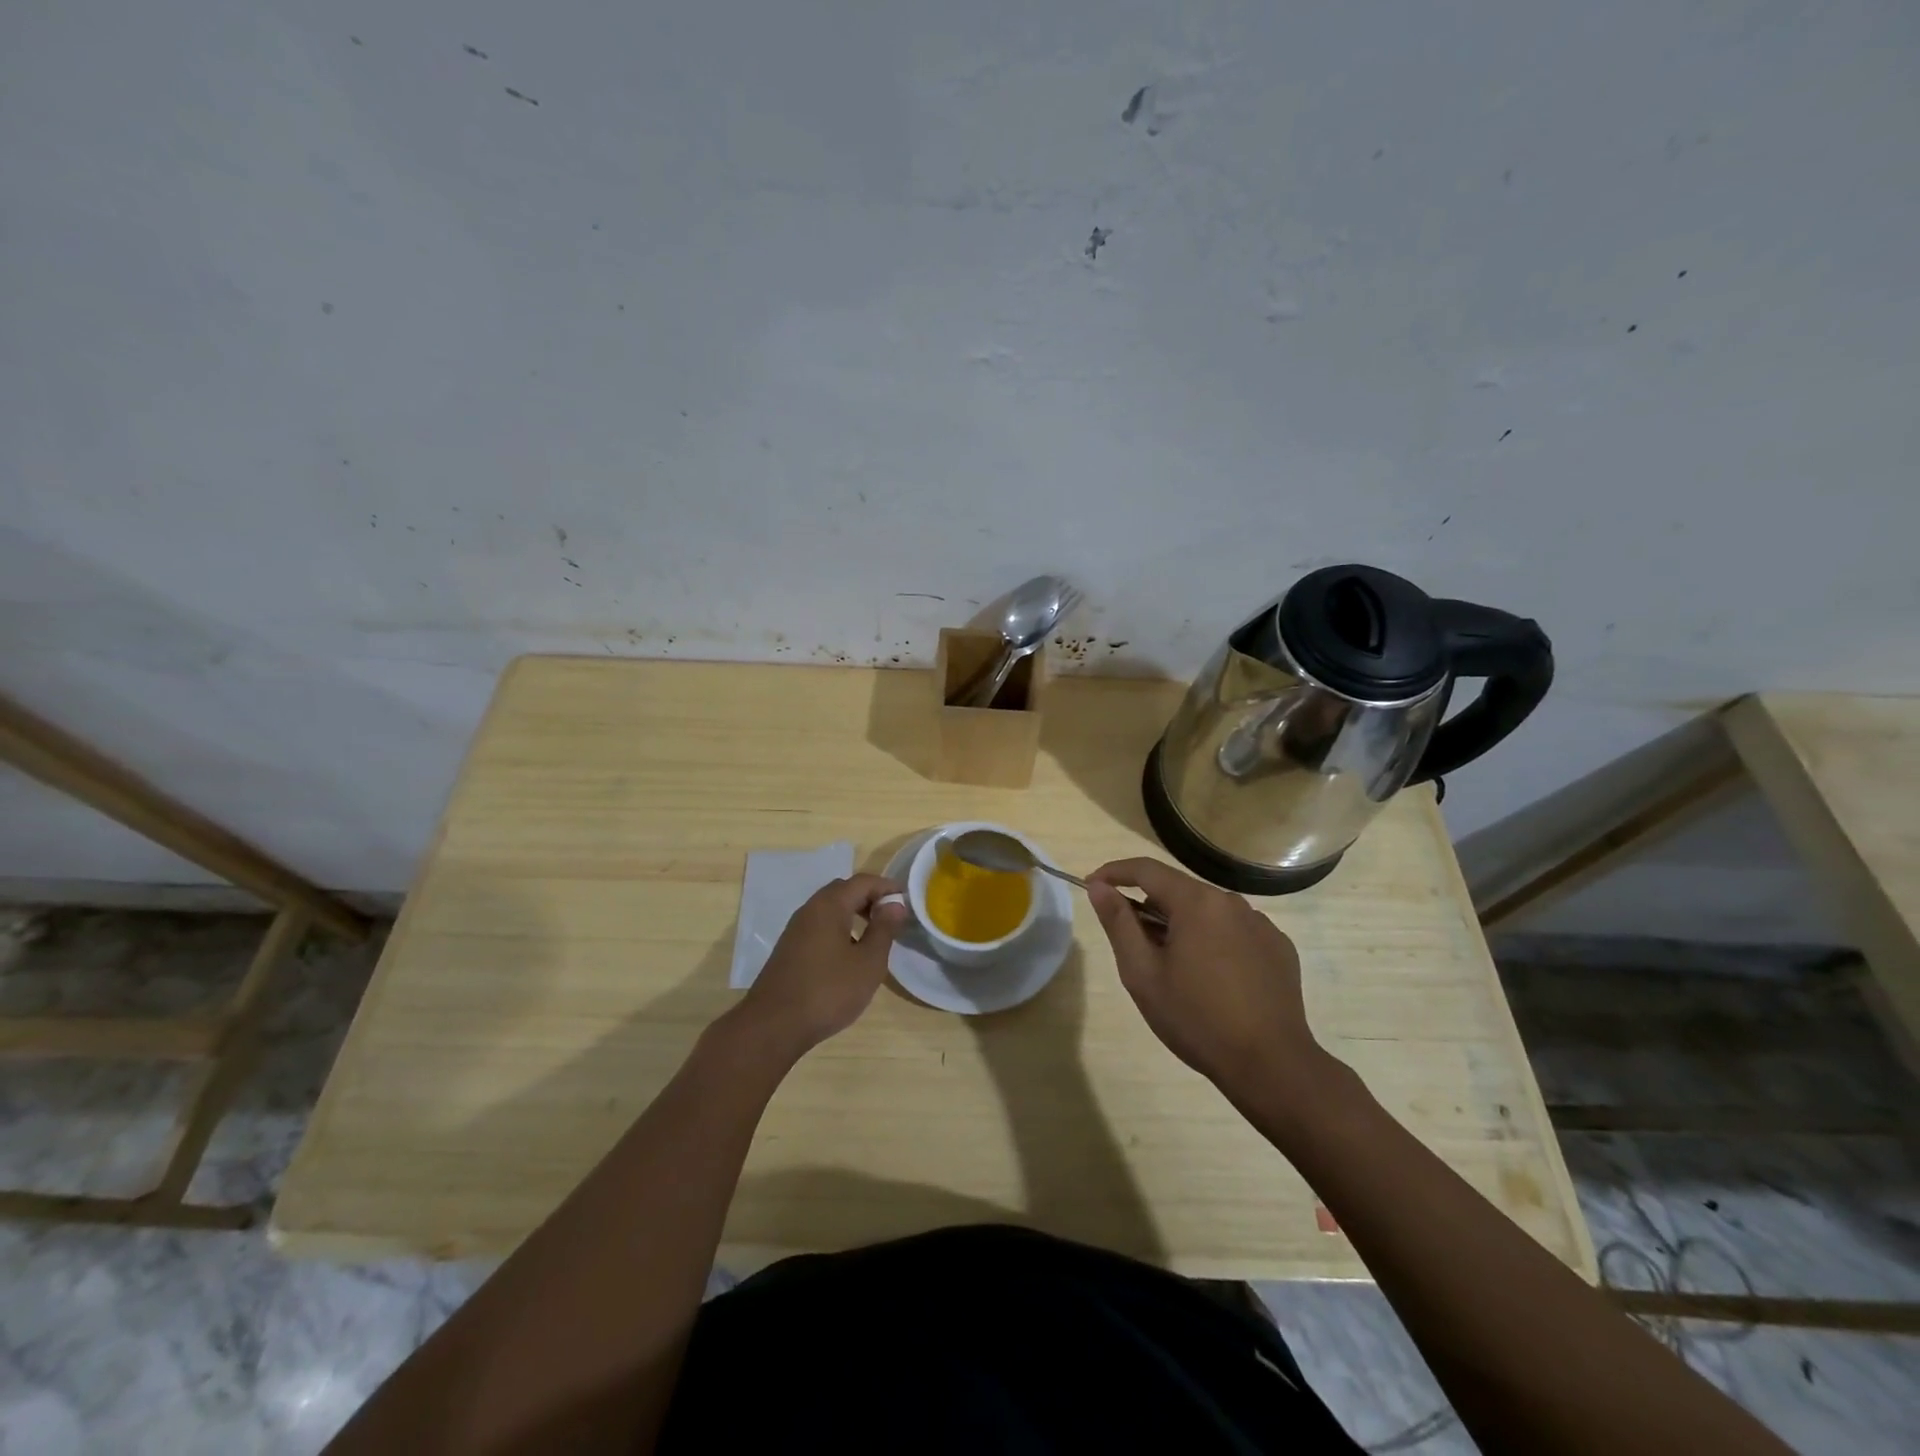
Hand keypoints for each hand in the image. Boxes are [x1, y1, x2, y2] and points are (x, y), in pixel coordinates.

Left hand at [732, 874, 906, 1056]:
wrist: (773, 1026)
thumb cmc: (828, 991)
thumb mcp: (868, 962)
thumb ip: (884, 929)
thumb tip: (895, 905)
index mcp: (829, 905)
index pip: (863, 882)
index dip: (887, 887)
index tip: (907, 901)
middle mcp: (810, 910)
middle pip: (844, 891)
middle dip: (870, 898)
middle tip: (891, 917)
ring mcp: (796, 930)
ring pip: (830, 909)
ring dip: (854, 914)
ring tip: (874, 936)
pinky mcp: (789, 949)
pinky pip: (820, 926)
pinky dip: (839, 929)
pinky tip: (849, 955)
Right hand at [1087, 857, 1324, 1098]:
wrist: (1271, 1065)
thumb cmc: (1196, 1019)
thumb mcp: (1142, 973)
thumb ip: (1118, 923)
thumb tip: (1099, 887)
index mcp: (1196, 902)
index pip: (1146, 869)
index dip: (1114, 873)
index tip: (1092, 885)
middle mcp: (1231, 902)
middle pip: (1178, 891)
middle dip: (1149, 907)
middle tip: (1132, 944)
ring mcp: (1261, 924)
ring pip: (1207, 912)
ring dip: (1183, 926)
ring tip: (1174, 968)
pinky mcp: (1279, 948)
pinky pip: (1234, 931)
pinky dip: (1214, 942)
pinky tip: (1213, 979)